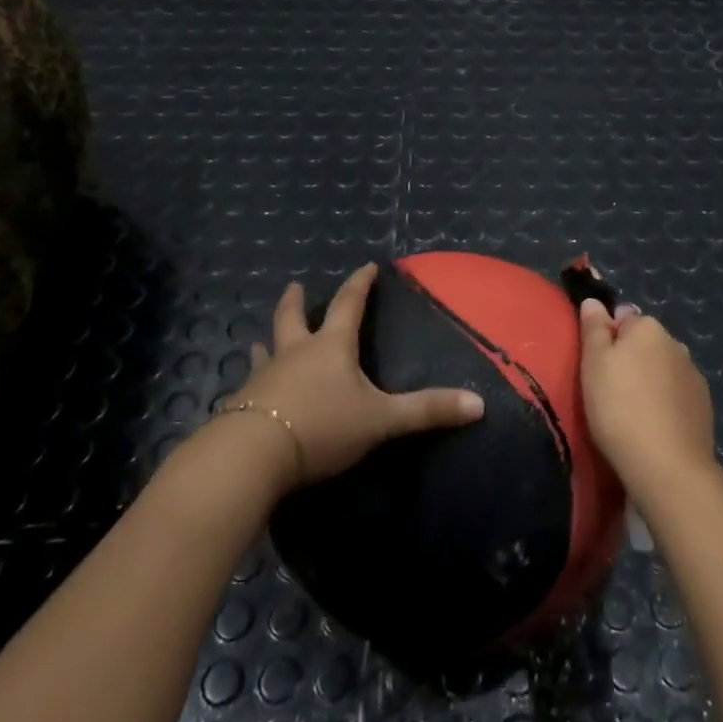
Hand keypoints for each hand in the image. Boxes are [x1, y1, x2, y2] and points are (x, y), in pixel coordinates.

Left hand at [224, 262, 483, 493]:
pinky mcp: (243, 405)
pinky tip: (248, 393)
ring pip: (266, 350)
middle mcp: (295, 353)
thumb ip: (427, 411)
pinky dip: (254, 382)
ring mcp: (264, 378)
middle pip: (293, 318)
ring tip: (263, 338)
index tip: (366, 266)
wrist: (253, 455)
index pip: (349, 305)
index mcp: (330, 347)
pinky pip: (250, 386)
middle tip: (295, 286)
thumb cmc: (322, 426)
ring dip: (269, 340)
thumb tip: (479, 405)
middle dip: (297, 301)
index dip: (360, 285)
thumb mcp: (381, 419)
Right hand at [578, 297, 716, 499]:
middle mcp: (676, 343)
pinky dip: (666, 401)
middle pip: (645, 342)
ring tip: (632, 410)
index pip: (623, 317)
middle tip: (609, 389)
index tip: (596, 364)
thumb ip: (594, 329)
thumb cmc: (618, 407)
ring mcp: (694, 374)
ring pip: (663, 368)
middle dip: (630, 357)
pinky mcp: (704, 405)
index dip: (607, 337)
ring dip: (649, 379)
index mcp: (647, 327)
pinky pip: (677, 393)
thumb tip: (594, 302)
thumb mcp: (593, 363)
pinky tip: (654, 424)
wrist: (667, 464)